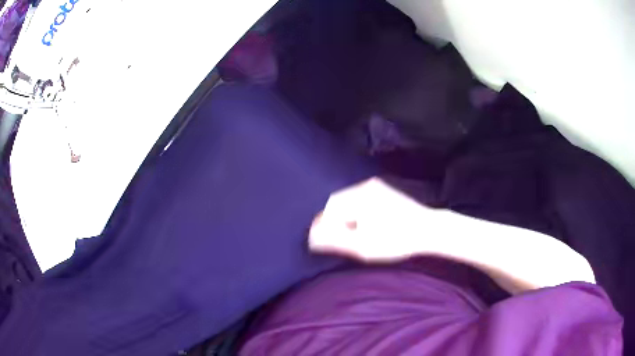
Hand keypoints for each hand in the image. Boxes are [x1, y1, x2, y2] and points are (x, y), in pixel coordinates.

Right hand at [309, 178, 435, 261]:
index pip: (329, 210)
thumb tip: (313, 237)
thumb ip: (335, 240)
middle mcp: (365, 187)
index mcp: (359, 198)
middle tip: (334, 240)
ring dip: (343, 216)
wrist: (429, 229)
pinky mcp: (383, 190)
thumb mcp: (364, 247)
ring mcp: (375, 186)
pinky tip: (361, 225)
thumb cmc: (397, 241)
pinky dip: (354, 211)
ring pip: (347, 200)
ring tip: (348, 234)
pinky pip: (359, 198)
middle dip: (332, 221)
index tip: (320, 242)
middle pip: (337, 203)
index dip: (322, 227)